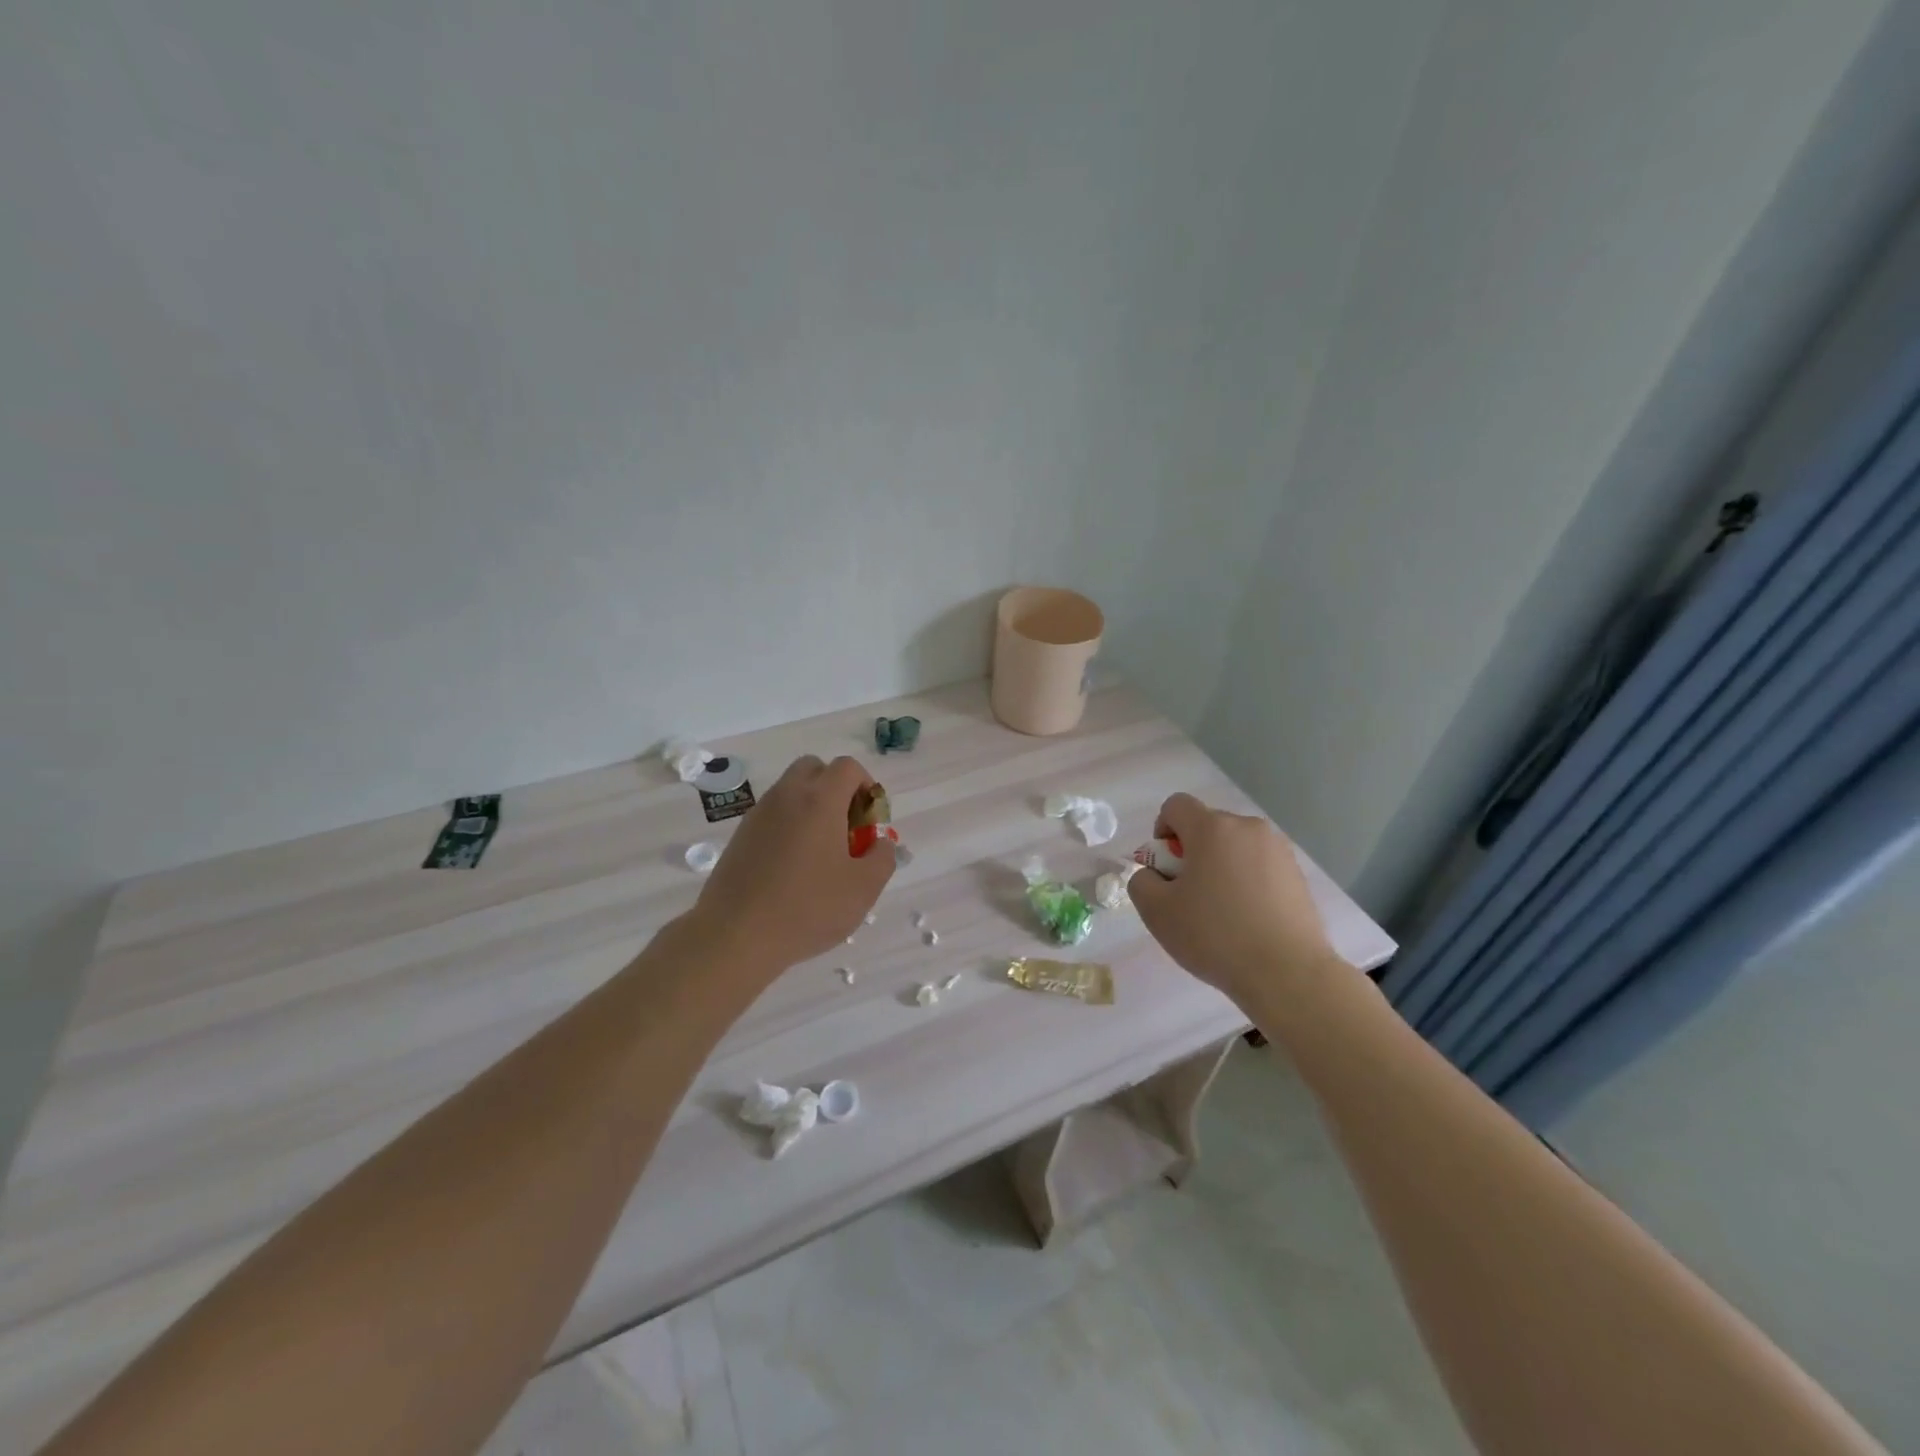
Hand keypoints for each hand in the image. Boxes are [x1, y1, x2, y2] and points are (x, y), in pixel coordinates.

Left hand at [689, 755, 894, 976]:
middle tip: (845, 828)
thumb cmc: (808, 908)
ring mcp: (759, 814)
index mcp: (820, 800)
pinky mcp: (741, 836)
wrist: (735, 935)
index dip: (866, 786)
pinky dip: (789, 825)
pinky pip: (773, 814)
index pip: (848, 767)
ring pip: (791, 791)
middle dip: (836, 789)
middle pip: (815, 768)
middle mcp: (787, 796)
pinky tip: (793, 867)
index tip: (869, 821)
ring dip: (811, 807)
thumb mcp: (863, 888)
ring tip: (820, 852)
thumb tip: (878, 842)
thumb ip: (882, 857)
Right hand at [1126, 792, 1345, 1004]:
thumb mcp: (1157, 911)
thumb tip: (1154, 874)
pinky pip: (1259, 866)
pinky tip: (1248, 920)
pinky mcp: (1298, 874)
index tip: (1166, 868)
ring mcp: (1278, 850)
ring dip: (1221, 866)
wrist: (1287, 973)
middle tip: (1189, 896)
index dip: (1162, 830)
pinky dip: (1247, 882)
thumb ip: (1142, 881)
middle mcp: (1248, 828)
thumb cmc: (1215, 935)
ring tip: (1221, 912)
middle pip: (1207, 826)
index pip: (1176, 805)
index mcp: (1212, 828)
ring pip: (1235, 847)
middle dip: (1192, 852)